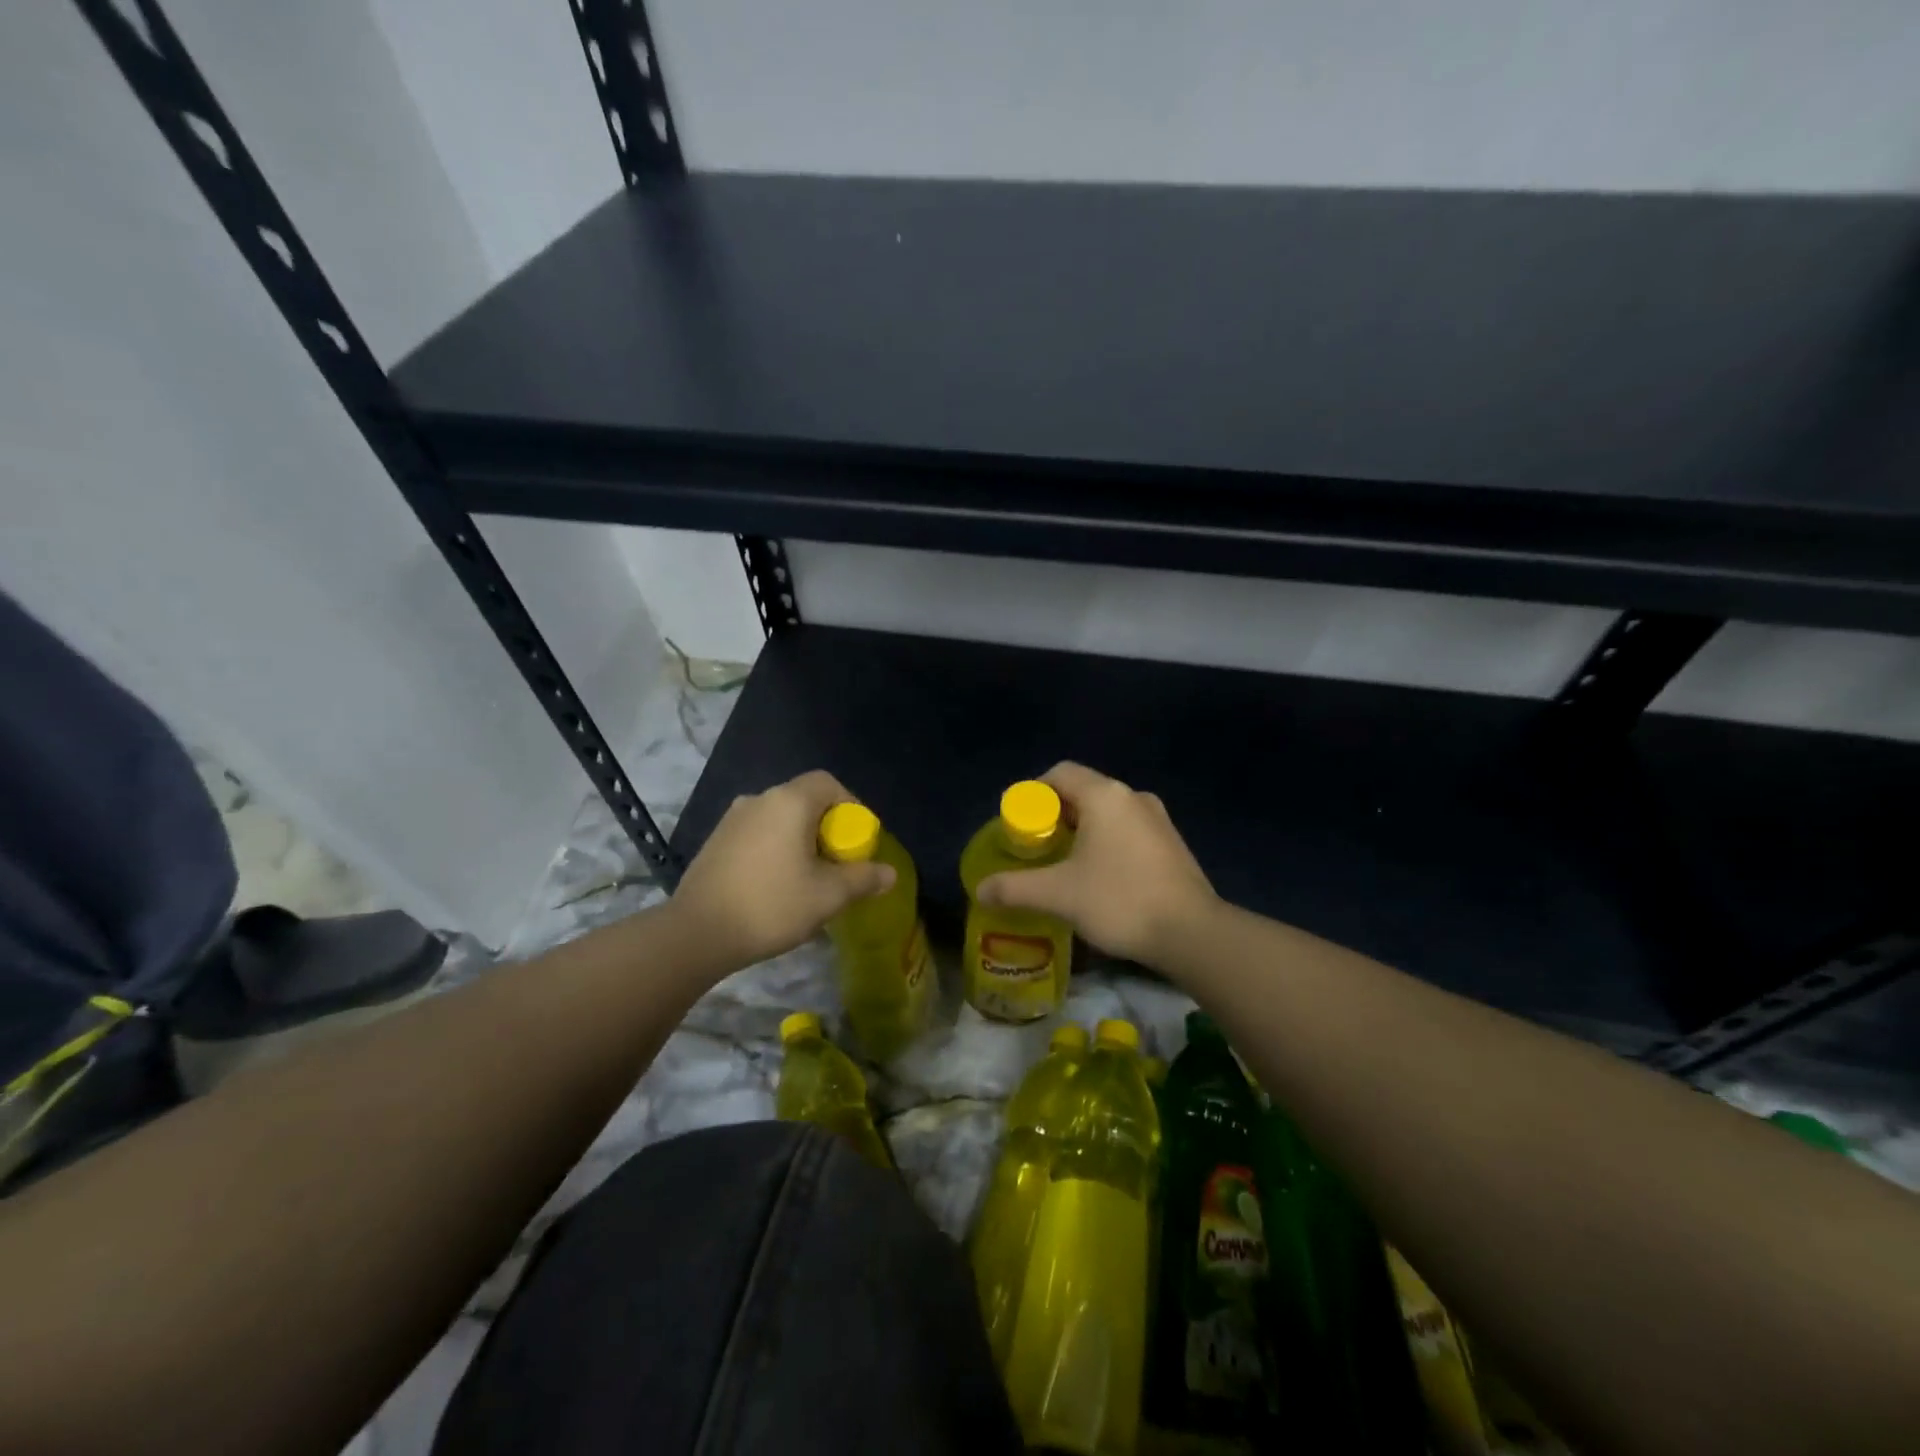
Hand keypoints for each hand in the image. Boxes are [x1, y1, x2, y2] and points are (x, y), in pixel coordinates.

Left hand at [669, 771, 895, 968]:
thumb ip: (863, 879)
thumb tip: (889, 874)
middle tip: (837, 863)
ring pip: (780, 819)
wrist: (697, 932)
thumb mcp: (828, 895)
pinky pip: (758, 834)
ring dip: (800, 840)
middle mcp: (759, 799)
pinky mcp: (715, 841)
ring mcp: (732, 819)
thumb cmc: (771, 904)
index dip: (851, 806)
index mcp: (789, 801)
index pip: (829, 783)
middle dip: (827, 827)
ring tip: (808, 877)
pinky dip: (775, 849)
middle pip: (805, 800)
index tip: (857, 840)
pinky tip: (775, 885)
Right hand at [976, 762, 1216, 967]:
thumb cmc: (1119, 900)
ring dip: (1082, 830)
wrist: (1192, 933)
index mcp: (1105, 796)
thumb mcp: (1058, 895)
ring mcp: (1158, 819)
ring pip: (1107, 813)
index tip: (1017, 822)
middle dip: (1055, 815)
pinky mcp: (1172, 843)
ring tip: (1063, 863)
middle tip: (1036, 845)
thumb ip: (1015, 888)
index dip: (1032, 792)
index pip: (1059, 774)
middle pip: (1083, 791)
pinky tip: (1099, 876)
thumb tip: (980, 889)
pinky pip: (1128, 830)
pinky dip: (1106, 842)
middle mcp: (1133, 797)